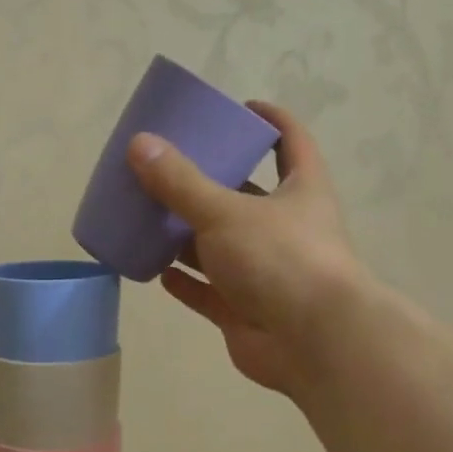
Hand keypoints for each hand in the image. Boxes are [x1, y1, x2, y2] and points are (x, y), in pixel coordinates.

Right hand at [126, 101, 366, 397]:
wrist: (312, 343)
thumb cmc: (280, 259)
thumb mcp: (225, 211)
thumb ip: (180, 182)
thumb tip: (139, 144)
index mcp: (300, 190)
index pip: (290, 142)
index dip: (270, 120)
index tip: (240, 108)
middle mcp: (286, 228)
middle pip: (246, 196)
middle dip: (210, 183)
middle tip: (170, 166)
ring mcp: (265, 273)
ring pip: (221, 247)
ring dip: (188, 236)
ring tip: (149, 217)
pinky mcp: (245, 311)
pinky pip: (208, 292)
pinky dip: (185, 282)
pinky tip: (155, 271)